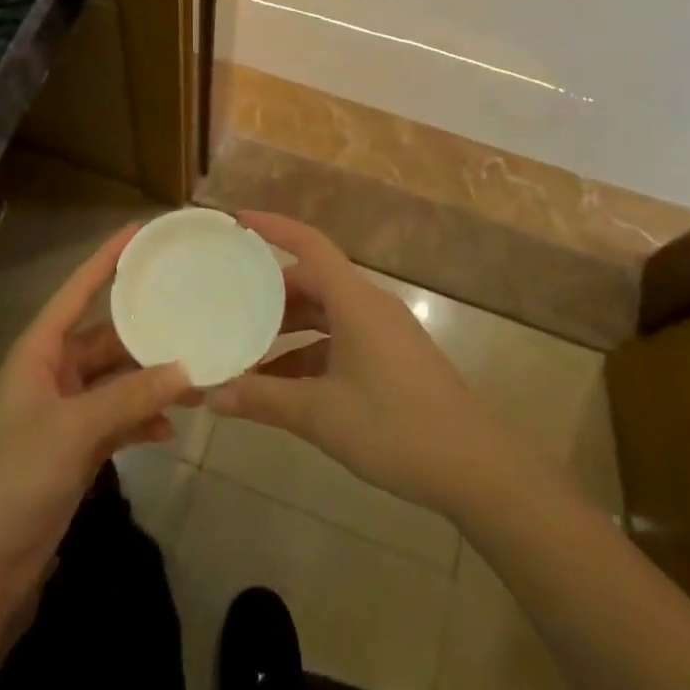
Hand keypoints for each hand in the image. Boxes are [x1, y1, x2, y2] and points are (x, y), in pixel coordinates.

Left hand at [0, 224, 190, 598]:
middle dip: (145, 330)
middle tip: (192, 311)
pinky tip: (171, 429)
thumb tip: (186, 369)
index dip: (107, 258)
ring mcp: (63, 413)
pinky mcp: (73, 450)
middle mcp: (52, 373)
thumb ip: (130, 397)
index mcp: (39, 351)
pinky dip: (141, 421)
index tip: (142, 231)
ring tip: (196, 375)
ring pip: (116, 381)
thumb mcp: (74, 430)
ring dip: (150, 381)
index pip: (78, 290)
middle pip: (105, 337)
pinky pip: (116, 420)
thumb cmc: (14, 479)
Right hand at [208, 212, 504, 516]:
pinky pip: (341, 340)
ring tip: (248, 352)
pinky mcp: (393, 359)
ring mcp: (384, 333)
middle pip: (313, 281)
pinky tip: (283, 387)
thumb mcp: (321, 414)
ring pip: (326, 314)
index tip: (238, 219)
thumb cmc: (396, 428)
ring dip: (288, 330)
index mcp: (355, 302)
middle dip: (271, 293)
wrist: (478, 470)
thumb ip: (263, 400)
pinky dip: (310, 354)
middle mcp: (369, 306)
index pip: (309, 245)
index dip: (274, 228)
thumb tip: (211, 394)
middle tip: (230, 305)